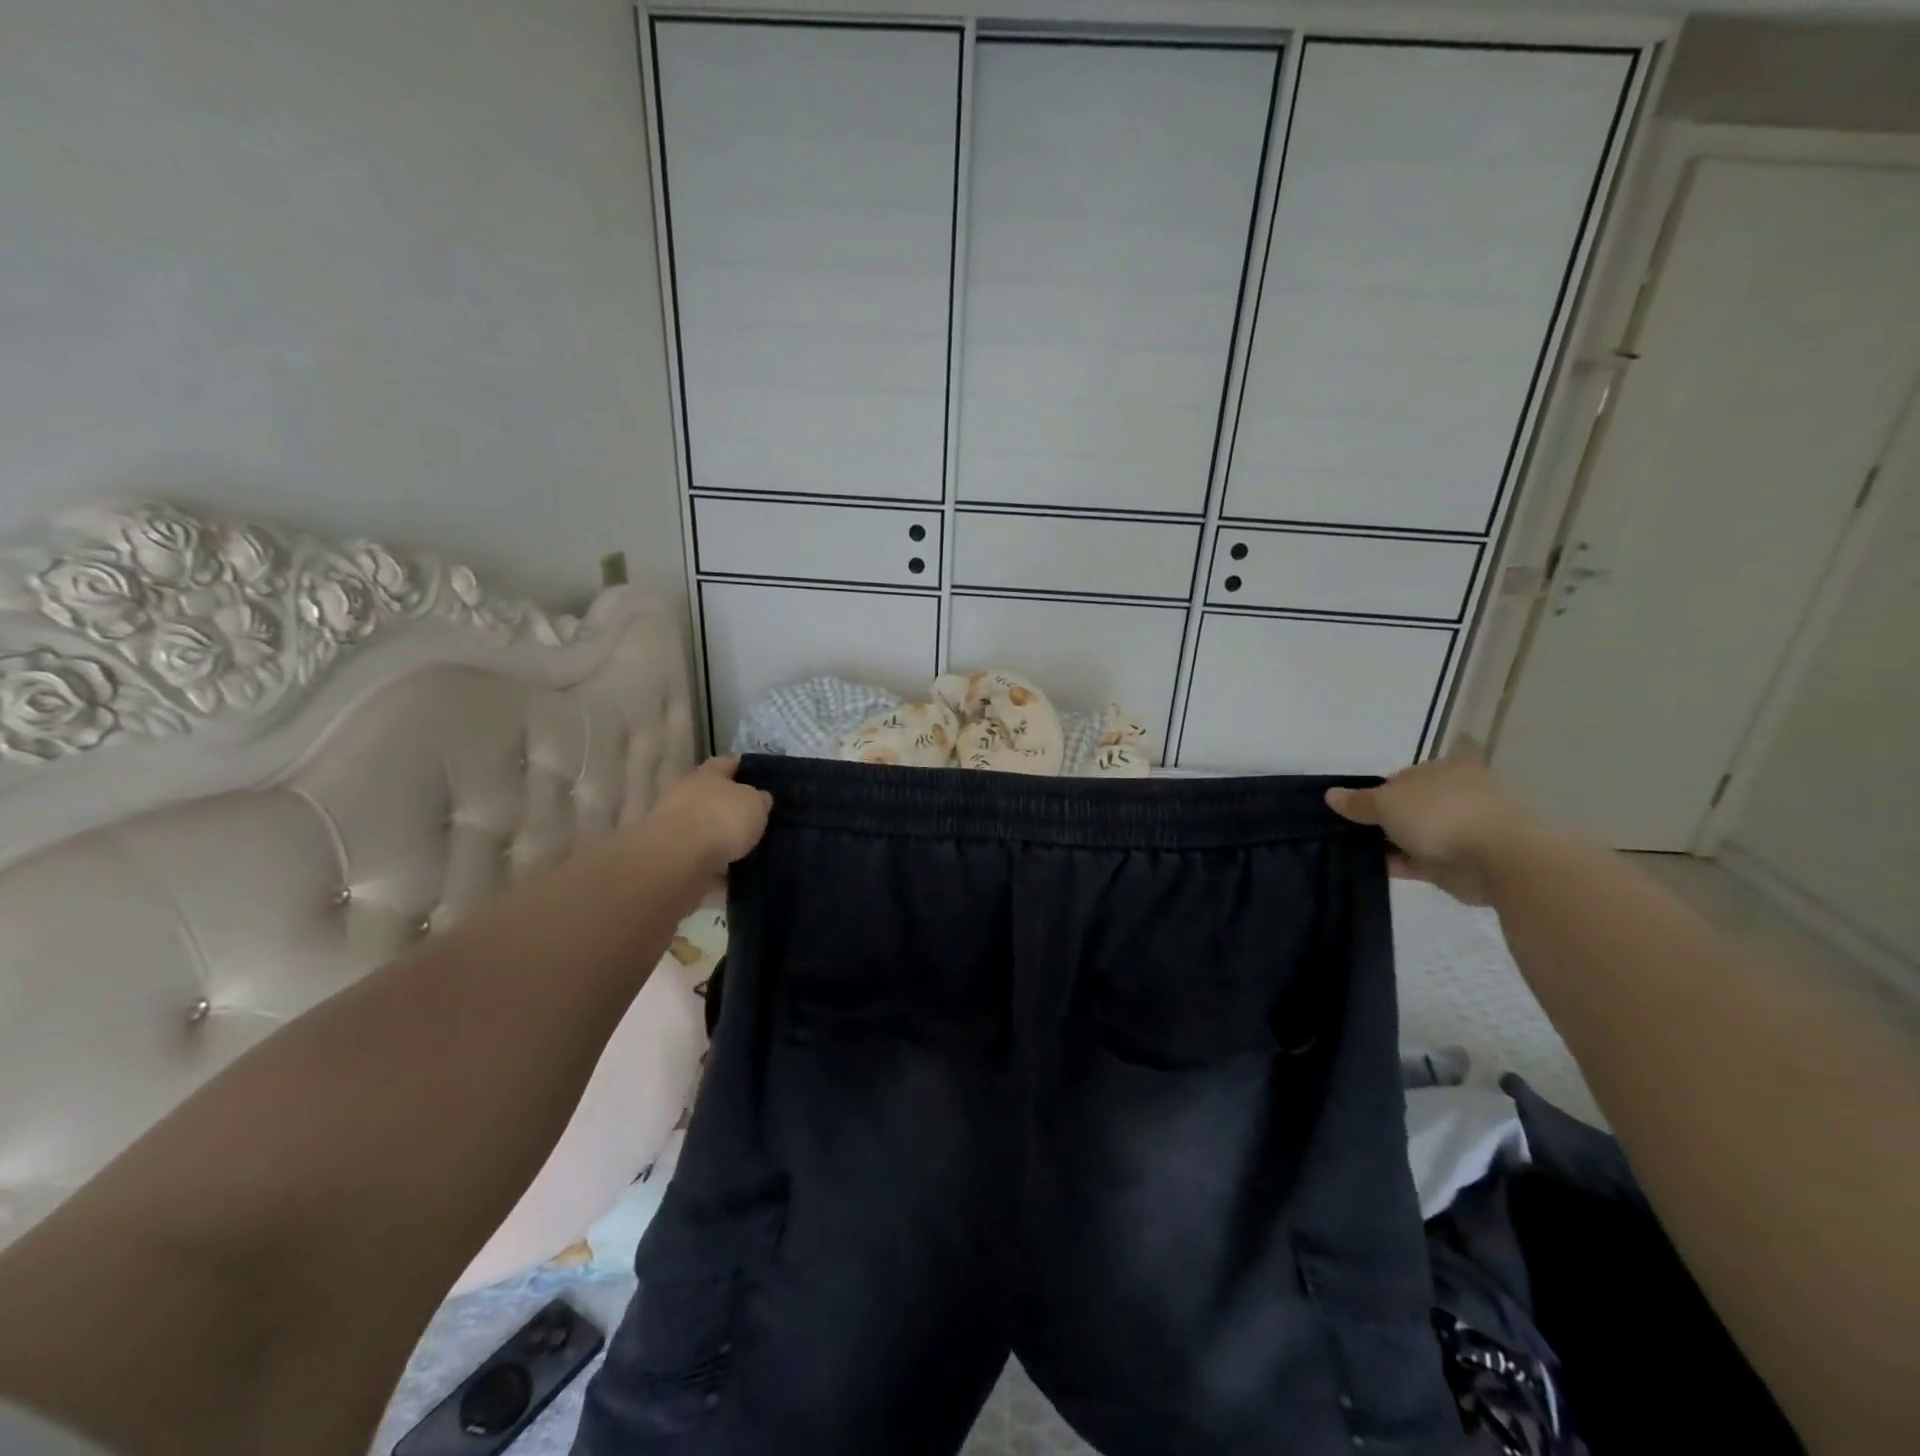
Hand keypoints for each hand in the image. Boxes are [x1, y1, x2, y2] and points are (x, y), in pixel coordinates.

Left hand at [643, 756, 772, 875]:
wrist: (678, 860)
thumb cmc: (721, 818)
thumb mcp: (755, 803)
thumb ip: (759, 799)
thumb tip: (760, 798)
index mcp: (708, 775)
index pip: (726, 763)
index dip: (741, 767)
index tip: (758, 774)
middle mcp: (688, 795)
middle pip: (712, 796)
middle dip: (730, 804)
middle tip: (756, 815)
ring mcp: (676, 828)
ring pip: (706, 828)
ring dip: (722, 837)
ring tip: (749, 848)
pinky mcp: (674, 858)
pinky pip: (702, 858)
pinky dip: (716, 864)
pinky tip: (735, 871)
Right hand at [1324, 744, 1541, 905]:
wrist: (1500, 860)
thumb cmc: (1441, 814)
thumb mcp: (1387, 802)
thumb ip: (1358, 802)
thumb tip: (1331, 795)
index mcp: (1444, 769)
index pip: (1400, 778)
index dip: (1373, 793)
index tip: (1351, 811)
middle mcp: (1455, 795)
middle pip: (1408, 807)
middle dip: (1382, 820)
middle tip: (1347, 832)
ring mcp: (1462, 829)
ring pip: (1414, 834)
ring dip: (1389, 843)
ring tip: (1352, 852)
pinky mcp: (1462, 861)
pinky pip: (1422, 860)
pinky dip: (1400, 864)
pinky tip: (1372, 869)